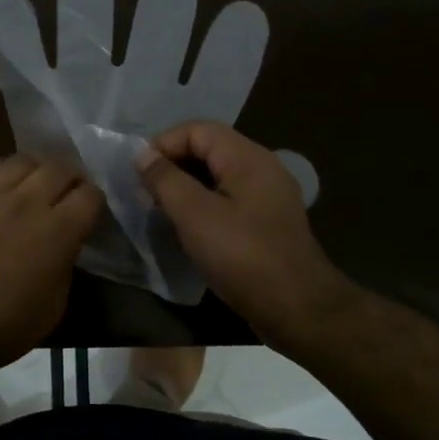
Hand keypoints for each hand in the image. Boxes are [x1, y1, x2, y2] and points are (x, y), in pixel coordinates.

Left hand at [0, 155, 101, 375]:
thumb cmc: (1, 327)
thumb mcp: (53, 307)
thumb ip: (65, 266)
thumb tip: (64, 246)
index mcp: (57, 231)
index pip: (90, 195)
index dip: (95, 202)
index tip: (90, 213)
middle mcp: (27, 201)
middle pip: (60, 167)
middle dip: (71, 178)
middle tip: (67, 193)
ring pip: (22, 159)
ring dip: (36, 169)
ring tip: (33, 183)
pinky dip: (0, 169)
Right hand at [136, 121, 353, 346]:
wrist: (299, 310)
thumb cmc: (243, 257)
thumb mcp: (195, 216)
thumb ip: (166, 180)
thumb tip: (142, 154)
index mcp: (248, 158)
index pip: (197, 129)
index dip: (163, 144)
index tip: (139, 173)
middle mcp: (262, 168)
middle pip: (208, 148)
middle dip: (173, 164)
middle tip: (146, 192)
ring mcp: (268, 196)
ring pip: (218, 175)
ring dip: (186, 186)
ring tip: (161, 209)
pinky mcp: (267, 222)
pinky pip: (229, 198)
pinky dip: (204, 204)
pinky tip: (189, 228)